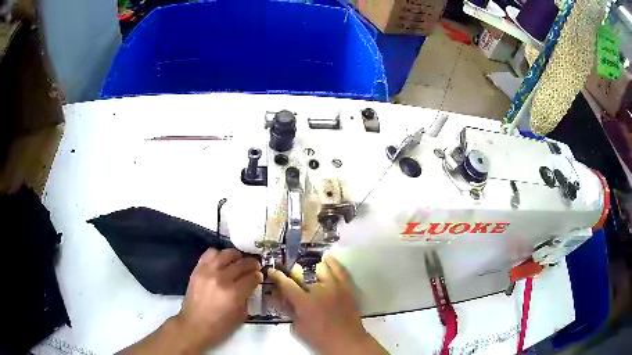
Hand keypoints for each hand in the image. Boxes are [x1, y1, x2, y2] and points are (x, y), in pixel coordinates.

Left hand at [174, 248, 262, 349]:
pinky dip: (219, 254)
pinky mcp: (198, 269)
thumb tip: (251, 285)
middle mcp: (222, 278)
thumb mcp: (240, 315)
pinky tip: (222, 261)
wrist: (194, 324)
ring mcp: (208, 271)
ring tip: (238, 260)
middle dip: (252, 264)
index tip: (259, 276)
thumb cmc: (220, 325)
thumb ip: (247, 297)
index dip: (258, 276)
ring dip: (236, 256)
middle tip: (254, 266)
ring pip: (227, 254)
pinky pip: (210, 253)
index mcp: (234, 293)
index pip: (252, 277)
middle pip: (242, 263)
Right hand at [268, 255, 387, 354]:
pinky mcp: (347, 288)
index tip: (271, 270)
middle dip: (294, 272)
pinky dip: (333, 263)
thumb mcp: (298, 328)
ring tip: (310, 267)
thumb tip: (285, 300)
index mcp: (304, 302)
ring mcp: (335, 287)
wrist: (347, 341)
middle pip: (303, 274)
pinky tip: (328, 258)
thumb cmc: (320, 339)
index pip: (286, 284)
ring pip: (322, 268)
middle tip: (290, 273)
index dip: (277, 276)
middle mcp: (319, 290)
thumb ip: (291, 311)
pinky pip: (340, 270)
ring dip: (313, 268)